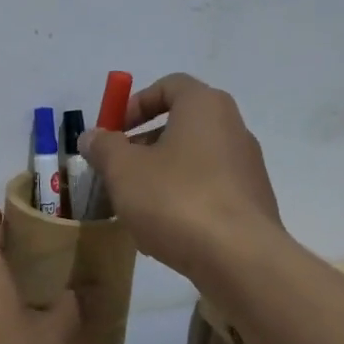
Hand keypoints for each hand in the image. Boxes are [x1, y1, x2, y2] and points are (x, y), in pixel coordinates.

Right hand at [79, 73, 281, 279]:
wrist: (239, 258)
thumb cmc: (176, 199)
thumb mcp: (123, 170)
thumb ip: (103, 147)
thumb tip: (92, 136)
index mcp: (205, 106)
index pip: (169, 85)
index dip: (135, 103)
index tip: (114, 131)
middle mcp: (233, 128)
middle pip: (181, 124)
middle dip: (143, 144)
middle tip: (117, 171)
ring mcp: (247, 166)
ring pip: (193, 160)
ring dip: (160, 175)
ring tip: (135, 206)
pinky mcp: (252, 202)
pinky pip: (209, 189)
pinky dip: (183, 199)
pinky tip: (164, 230)